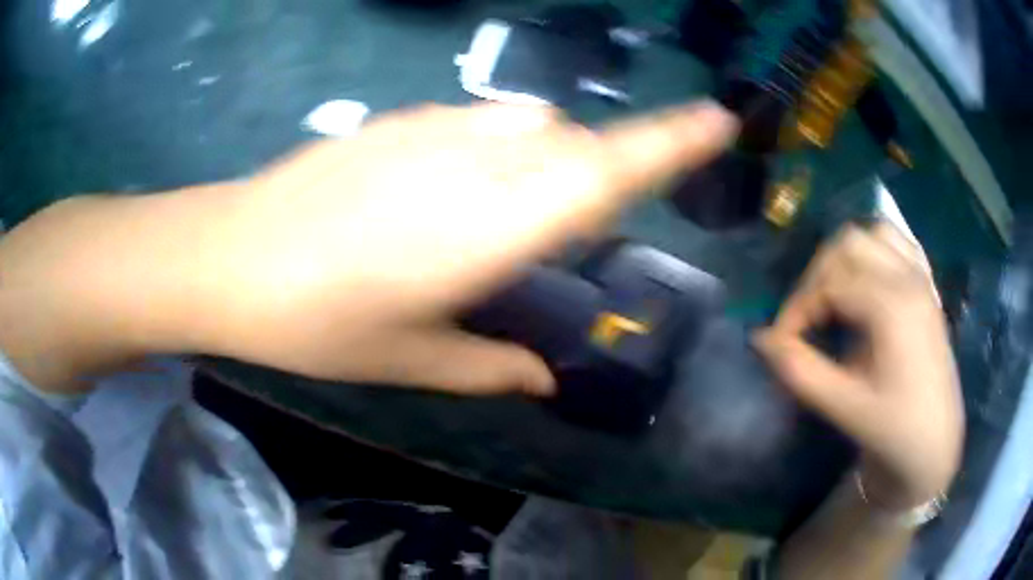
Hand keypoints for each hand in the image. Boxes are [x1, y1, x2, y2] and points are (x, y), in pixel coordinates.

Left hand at [192, 102, 736, 395]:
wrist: (231, 258)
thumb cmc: (316, 323)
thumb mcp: (409, 361)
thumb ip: (489, 365)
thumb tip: (544, 375)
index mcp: (493, 229)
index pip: (611, 171)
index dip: (674, 140)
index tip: (720, 119)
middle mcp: (478, 163)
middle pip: (578, 150)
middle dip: (596, 179)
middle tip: (554, 234)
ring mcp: (436, 131)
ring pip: (533, 130)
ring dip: (545, 165)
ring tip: (496, 216)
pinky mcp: (401, 121)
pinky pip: (482, 123)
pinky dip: (498, 149)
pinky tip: (448, 188)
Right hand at [754, 223, 963, 509]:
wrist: (935, 443)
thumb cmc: (893, 429)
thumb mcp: (844, 406)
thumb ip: (800, 370)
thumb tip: (761, 340)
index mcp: (891, 306)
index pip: (829, 282)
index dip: (797, 308)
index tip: (781, 342)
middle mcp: (907, 279)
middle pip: (848, 245)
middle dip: (818, 276)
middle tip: (807, 319)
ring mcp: (921, 279)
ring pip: (874, 234)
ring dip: (846, 257)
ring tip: (834, 296)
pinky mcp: (926, 288)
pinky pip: (898, 244)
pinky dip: (874, 251)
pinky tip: (867, 281)